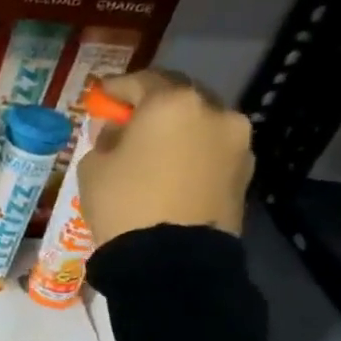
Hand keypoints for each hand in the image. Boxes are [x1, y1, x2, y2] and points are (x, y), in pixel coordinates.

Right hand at [78, 70, 253, 247]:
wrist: (172, 260)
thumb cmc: (124, 202)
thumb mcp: (94, 166)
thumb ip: (106, 138)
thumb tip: (116, 130)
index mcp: (173, 103)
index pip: (141, 80)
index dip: (116, 88)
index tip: (100, 97)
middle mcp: (214, 112)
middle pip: (179, 96)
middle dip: (152, 106)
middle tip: (127, 121)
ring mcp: (237, 143)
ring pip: (200, 124)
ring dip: (176, 130)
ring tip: (151, 150)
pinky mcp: (246, 172)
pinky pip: (212, 151)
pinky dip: (192, 153)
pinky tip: (171, 171)